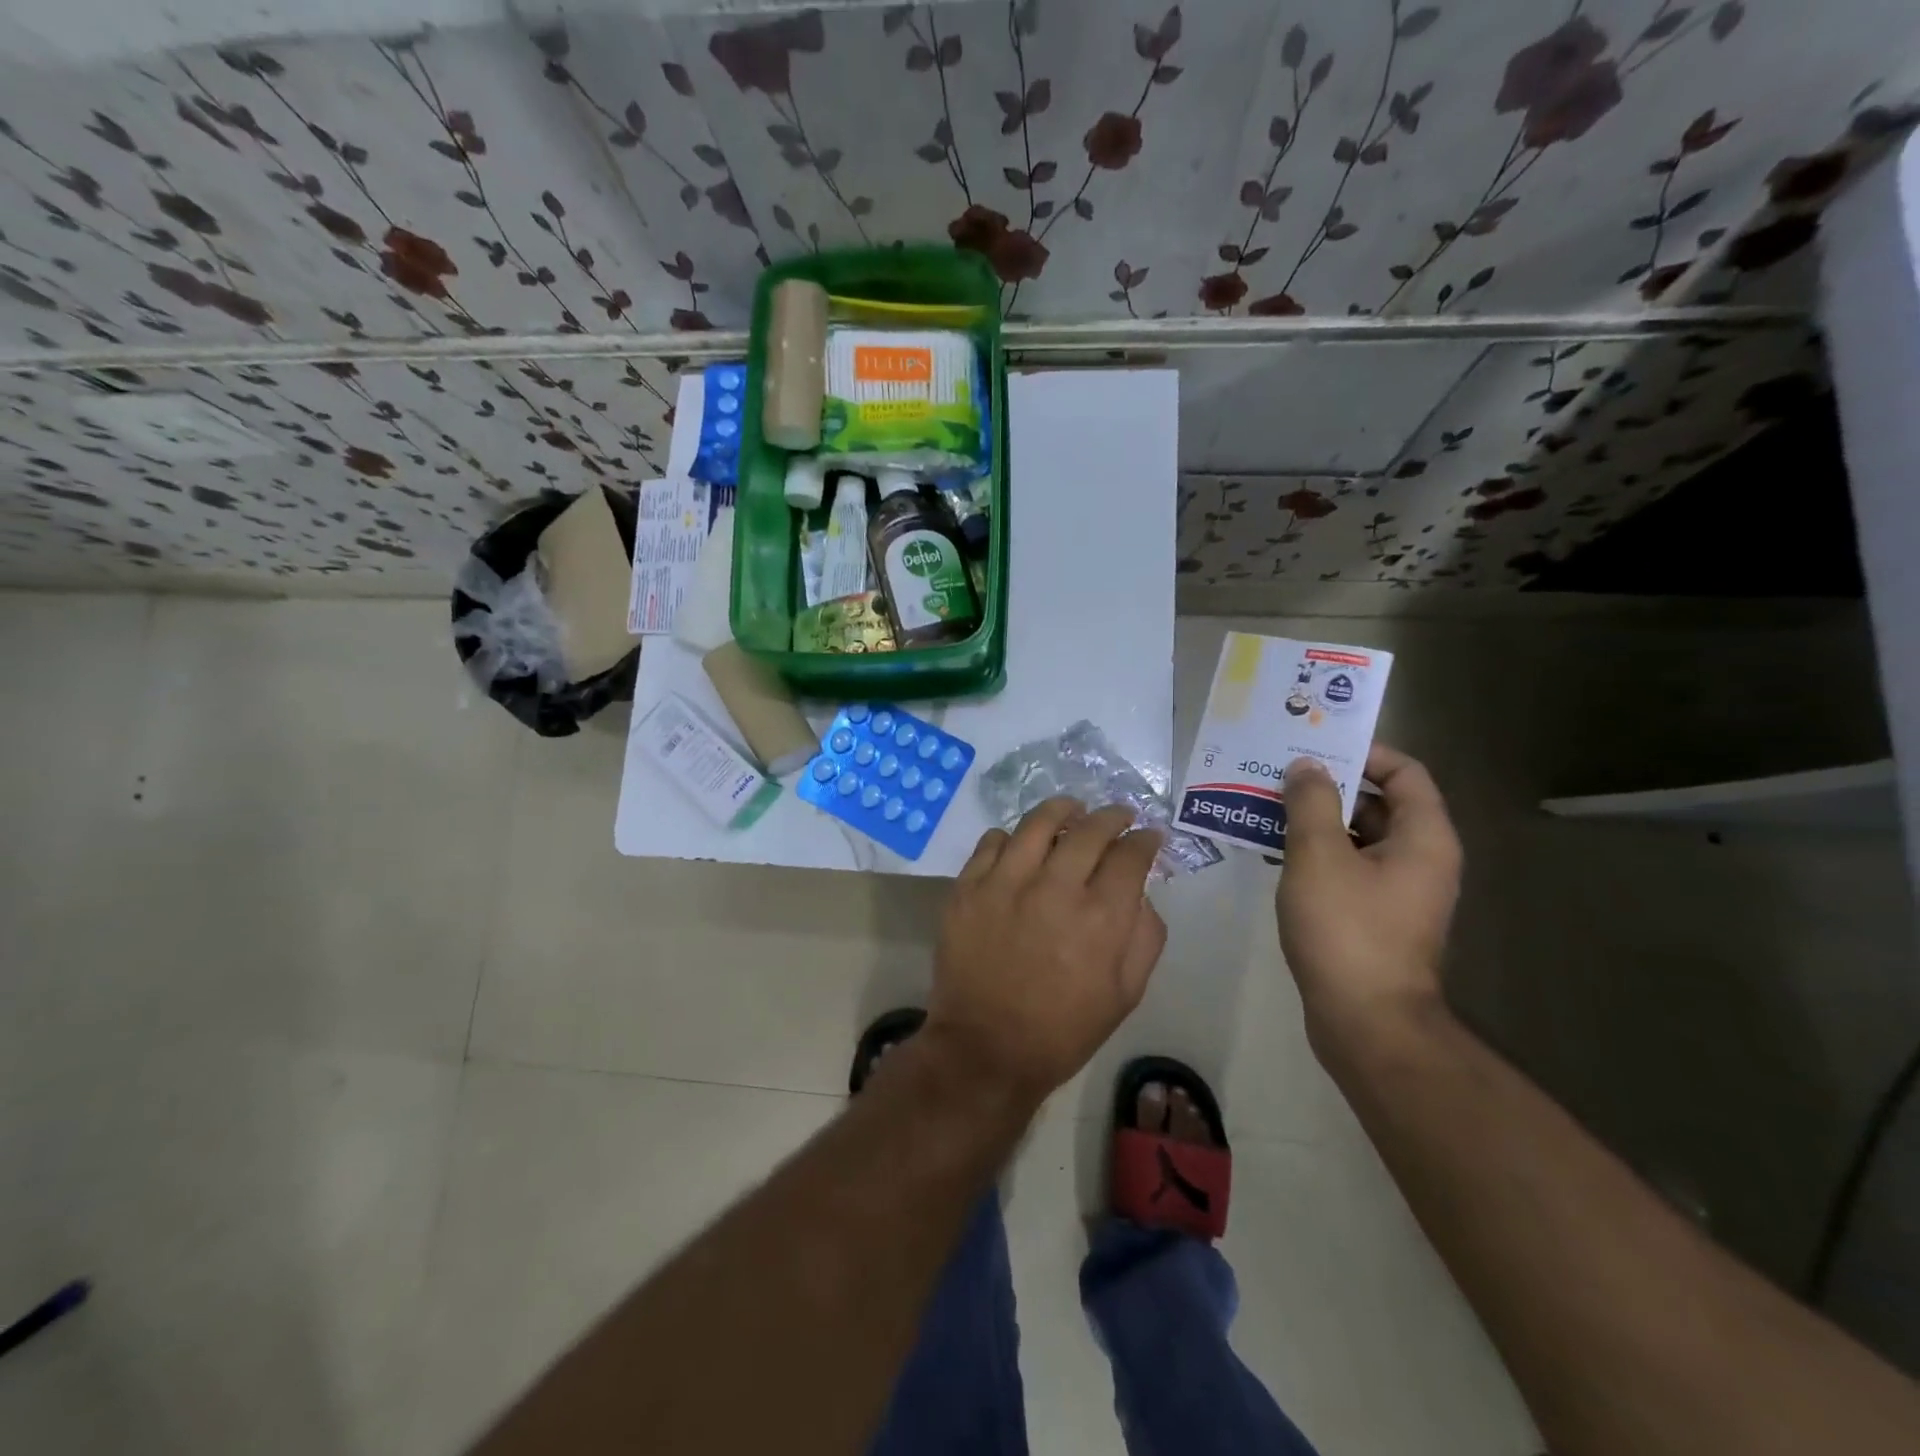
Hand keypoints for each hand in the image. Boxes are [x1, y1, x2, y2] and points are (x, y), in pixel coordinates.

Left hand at [929, 799, 1167, 1102]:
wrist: (986, 1049)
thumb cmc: (1063, 1029)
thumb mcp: (1126, 994)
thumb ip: (1144, 935)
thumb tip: (1140, 891)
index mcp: (1101, 917)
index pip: (1131, 855)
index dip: (1145, 840)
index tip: (1149, 837)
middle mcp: (1055, 887)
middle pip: (1090, 829)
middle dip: (1112, 816)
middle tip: (1118, 815)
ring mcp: (1005, 883)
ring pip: (1038, 822)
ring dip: (1062, 809)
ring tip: (1071, 809)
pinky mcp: (968, 887)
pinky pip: (993, 841)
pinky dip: (1013, 836)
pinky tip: (1022, 844)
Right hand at [1276, 745, 1461, 1056]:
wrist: (1366, 1023)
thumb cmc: (1347, 930)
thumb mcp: (1319, 857)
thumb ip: (1311, 803)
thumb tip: (1306, 766)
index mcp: (1423, 838)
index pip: (1404, 772)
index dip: (1363, 752)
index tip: (1313, 746)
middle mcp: (1419, 859)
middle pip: (1377, 803)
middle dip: (1326, 786)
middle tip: (1276, 774)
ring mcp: (1396, 891)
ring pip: (1355, 838)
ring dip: (1313, 821)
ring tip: (1262, 808)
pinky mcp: (1372, 917)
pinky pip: (1345, 868)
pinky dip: (1313, 855)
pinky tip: (1270, 853)